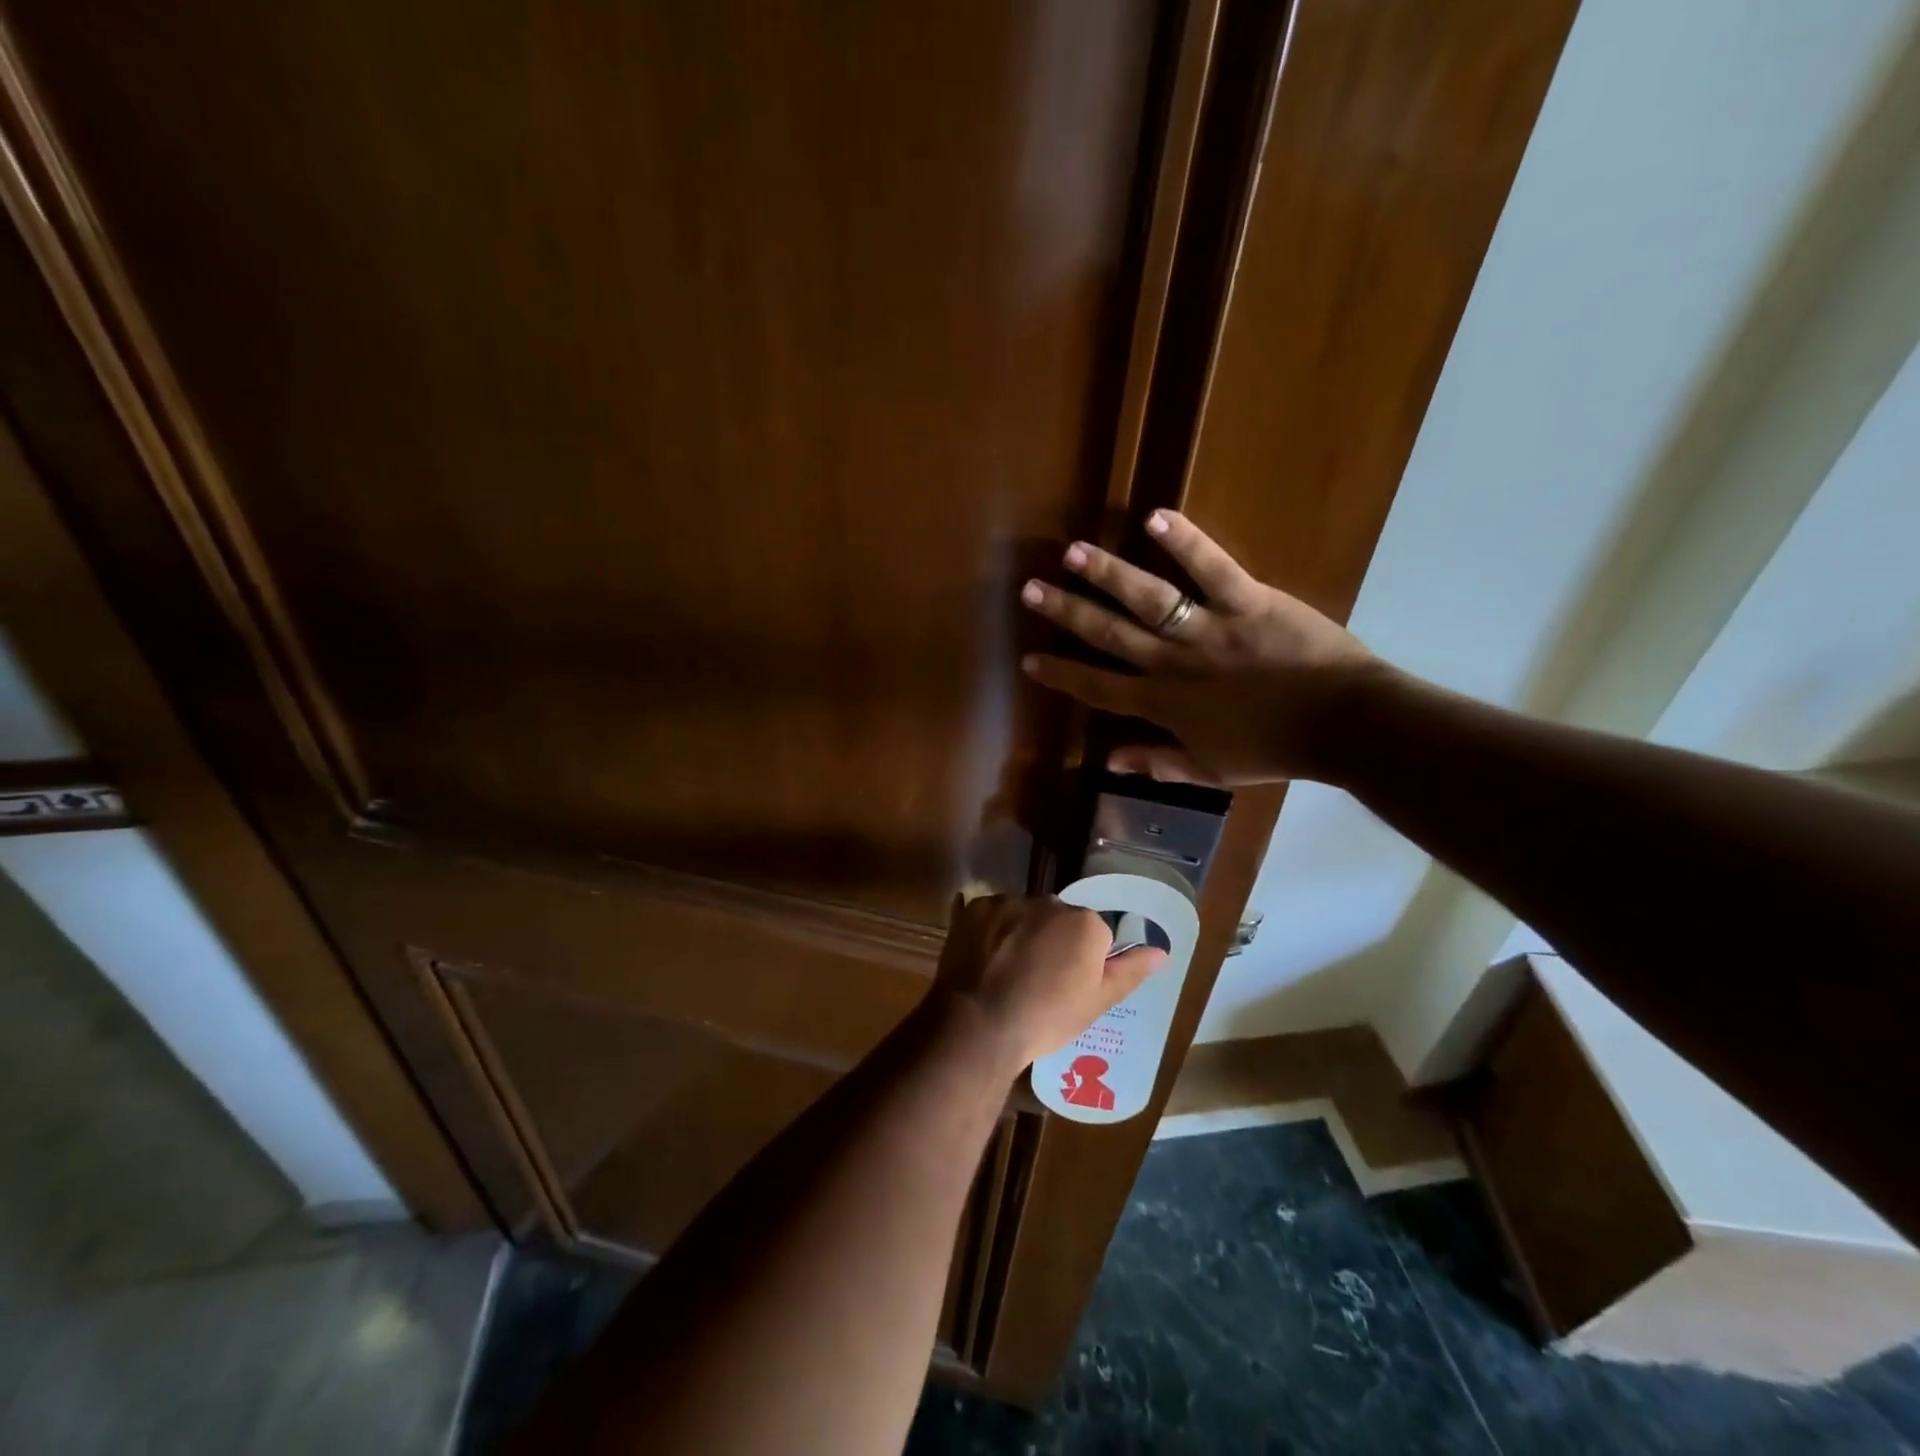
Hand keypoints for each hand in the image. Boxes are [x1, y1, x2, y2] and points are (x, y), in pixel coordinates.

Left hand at [933, 894, 1164, 1070]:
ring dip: (1021, 934)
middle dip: (1052, 941)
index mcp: (1085, 923)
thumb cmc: (1046, 1018)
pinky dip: (991, 933)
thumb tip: (1161, 952)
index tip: (1066, 986)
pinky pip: (992, 915)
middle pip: (1058, 919)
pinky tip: (985, 961)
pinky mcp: (976, 908)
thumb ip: (1129, 971)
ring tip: (1006, 973)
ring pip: (1024, 915)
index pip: (1094, 934)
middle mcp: (1049, 902)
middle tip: (1036, 980)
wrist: (978, 1024)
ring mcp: (1009, 902)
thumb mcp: (1096, 1002)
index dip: (1081, 961)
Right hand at [1019, 509, 1382, 785]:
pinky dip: (1185, 542)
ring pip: (1148, 599)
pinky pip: (1212, 568)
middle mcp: (1175, 664)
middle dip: (1067, 613)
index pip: (1099, 688)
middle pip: (1110, 635)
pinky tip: (1154, 516)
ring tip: (1072, 552)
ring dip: (1107, 575)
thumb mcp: (1211, 770)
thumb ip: (1158, 763)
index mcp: (1165, 704)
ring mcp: (1209, 630)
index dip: (1062, 674)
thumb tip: (1108, 761)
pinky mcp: (1248, 601)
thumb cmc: (1274, 749)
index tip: (1029, 659)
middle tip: (1030, 590)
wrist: (1343, 725)